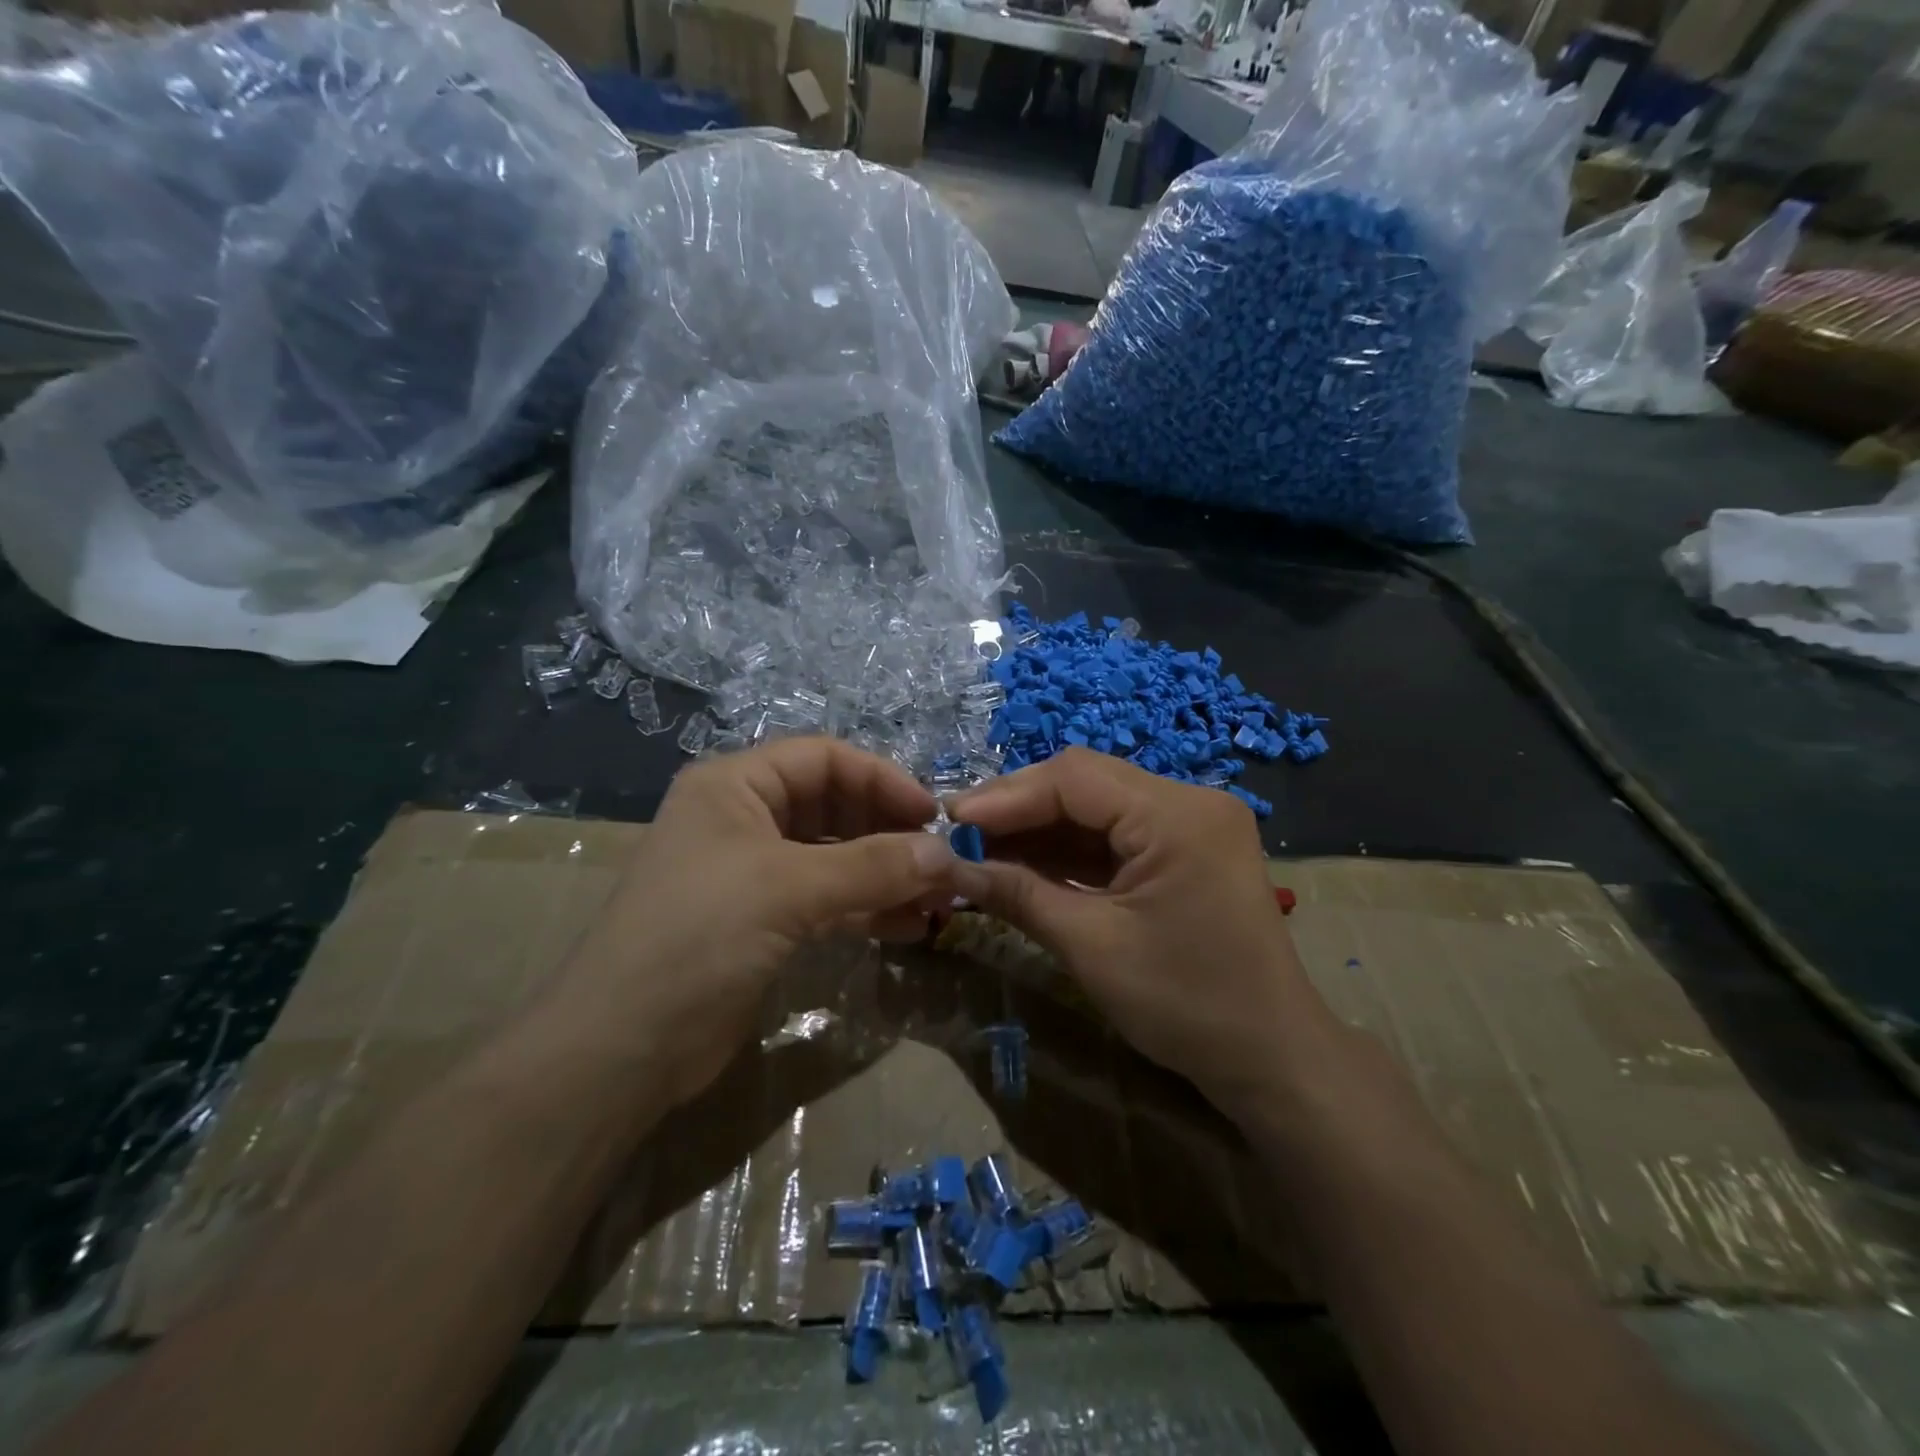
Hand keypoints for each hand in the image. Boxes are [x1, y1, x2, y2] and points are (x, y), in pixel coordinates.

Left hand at [545, 737, 958, 1107]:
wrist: (621, 1049)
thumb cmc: (698, 937)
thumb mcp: (788, 889)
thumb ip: (872, 866)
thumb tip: (947, 854)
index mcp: (735, 786)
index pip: (824, 759)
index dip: (882, 779)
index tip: (932, 817)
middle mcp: (744, 819)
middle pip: (835, 806)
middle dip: (890, 832)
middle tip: (942, 864)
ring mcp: (754, 873)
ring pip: (837, 857)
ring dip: (887, 874)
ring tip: (939, 900)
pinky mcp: (764, 922)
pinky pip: (829, 899)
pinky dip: (868, 908)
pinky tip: (909, 927)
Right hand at [948, 748, 1332, 1108]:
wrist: (1271, 1060)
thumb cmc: (1187, 1004)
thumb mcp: (1092, 947)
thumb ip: (1020, 895)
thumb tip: (951, 867)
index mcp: (1178, 814)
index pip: (1075, 777)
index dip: (1006, 795)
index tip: (950, 819)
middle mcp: (1189, 801)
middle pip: (1085, 783)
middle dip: (1019, 809)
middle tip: (960, 835)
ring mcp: (1189, 824)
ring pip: (1096, 808)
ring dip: (1039, 829)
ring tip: (980, 851)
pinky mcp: (1183, 850)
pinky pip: (1114, 836)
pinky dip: (1068, 851)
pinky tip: (1023, 863)